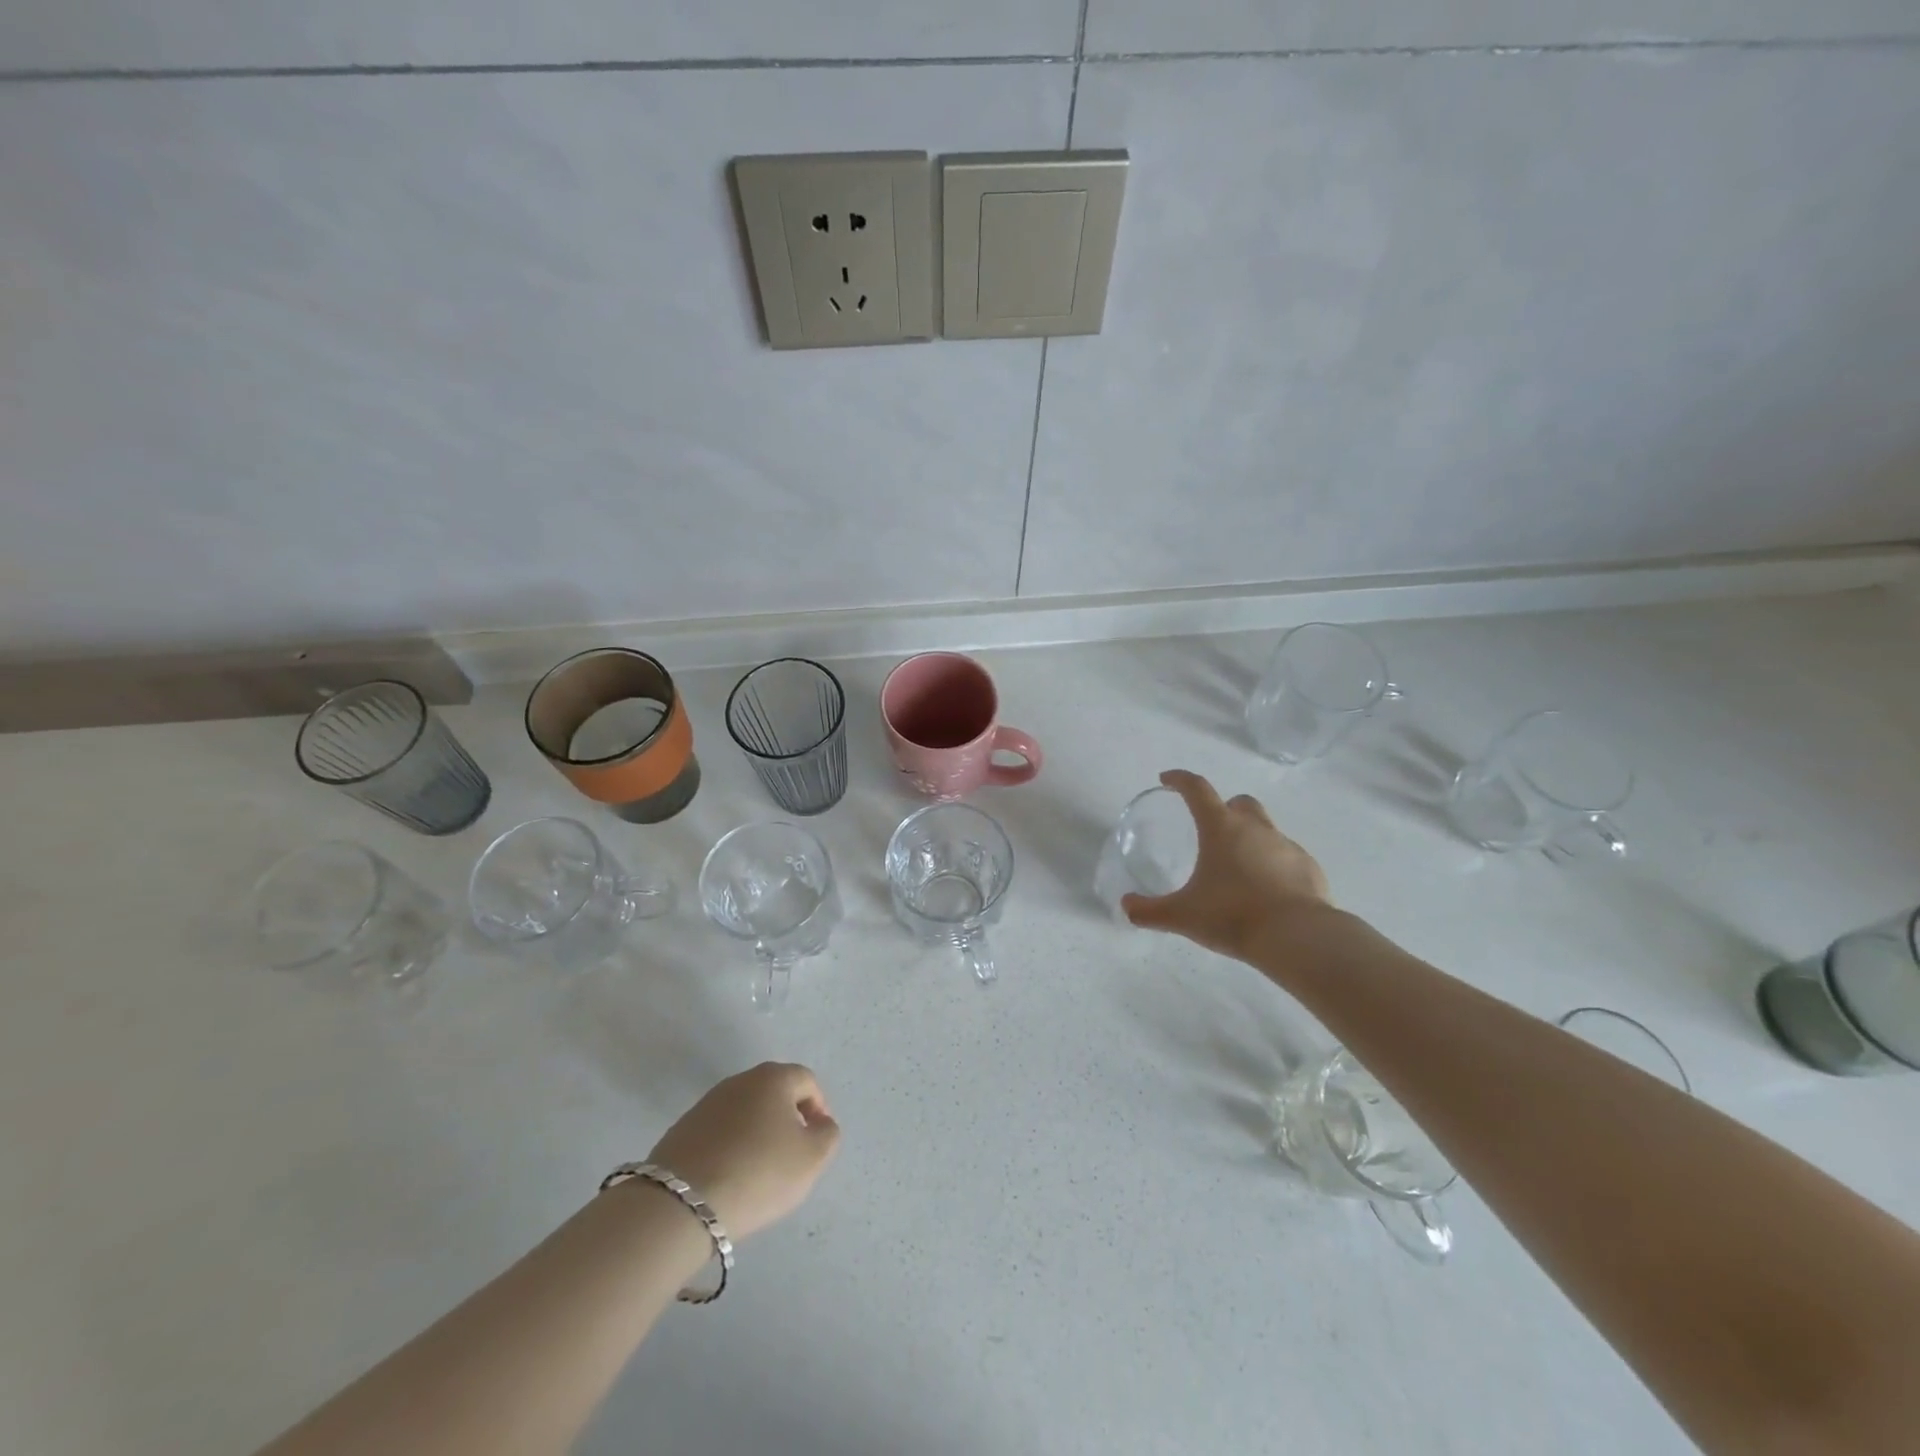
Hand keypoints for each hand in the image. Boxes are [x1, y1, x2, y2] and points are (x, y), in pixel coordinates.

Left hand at [647, 1063, 840, 1240]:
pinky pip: (719, 1132)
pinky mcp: (682, 1129)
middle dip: (787, 1120)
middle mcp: (739, 1080)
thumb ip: (828, 1134)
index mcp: (773, 1077)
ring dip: (757, 1134)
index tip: (817, 1142)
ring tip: (759, 1172)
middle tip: (791, 1157)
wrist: (681, 1203)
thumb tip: (819, 1123)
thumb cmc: (759, 1173)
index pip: (807, 1081)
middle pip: (774, 1093)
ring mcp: (706, 1103)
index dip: (819, 1108)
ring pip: (745, 1113)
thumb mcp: (812, 1158)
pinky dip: (730, 1148)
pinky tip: (729, 1178)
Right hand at [1122, 769, 1331, 962]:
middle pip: (1239, 803)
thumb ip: (1150, 911)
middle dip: (1224, 808)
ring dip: (1250, 839)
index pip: (1197, 789)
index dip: (1180, 780)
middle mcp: (1256, 828)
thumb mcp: (1182, 915)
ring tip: (1238, 869)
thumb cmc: (1232, 915)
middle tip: (1211, 830)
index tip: (1167, 779)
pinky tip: (1266, 891)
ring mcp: (1286, 846)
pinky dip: (1273, 865)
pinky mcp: (1308, 868)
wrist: (1297, 937)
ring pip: (1266, 829)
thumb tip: (1126, 906)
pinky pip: (1286, 857)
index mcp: (1221, 828)